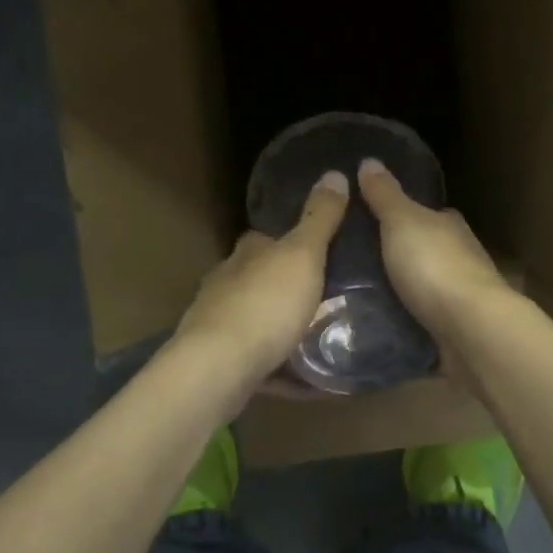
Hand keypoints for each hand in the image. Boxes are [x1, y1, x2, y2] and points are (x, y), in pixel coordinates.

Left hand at [175, 170, 349, 380]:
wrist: (219, 368)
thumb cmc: (265, 304)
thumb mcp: (303, 255)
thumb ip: (319, 218)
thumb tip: (334, 172)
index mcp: (246, 254)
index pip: (264, 238)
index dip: (287, 241)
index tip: (316, 250)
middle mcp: (226, 284)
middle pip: (258, 279)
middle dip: (285, 287)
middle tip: (327, 297)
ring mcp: (218, 325)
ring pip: (255, 321)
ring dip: (282, 328)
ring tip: (320, 337)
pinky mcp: (220, 364)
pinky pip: (258, 362)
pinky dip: (282, 369)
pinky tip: (307, 380)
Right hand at [358, 158, 508, 335]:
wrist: (470, 328)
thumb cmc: (435, 266)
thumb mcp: (402, 221)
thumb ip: (385, 195)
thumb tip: (369, 160)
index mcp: (450, 226)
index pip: (427, 214)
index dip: (402, 215)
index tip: (371, 221)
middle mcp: (461, 257)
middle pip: (425, 250)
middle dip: (399, 255)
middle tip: (356, 262)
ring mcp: (461, 295)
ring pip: (426, 286)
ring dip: (402, 290)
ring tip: (358, 296)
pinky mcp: (456, 328)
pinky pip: (424, 318)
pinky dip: (408, 319)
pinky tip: (382, 323)